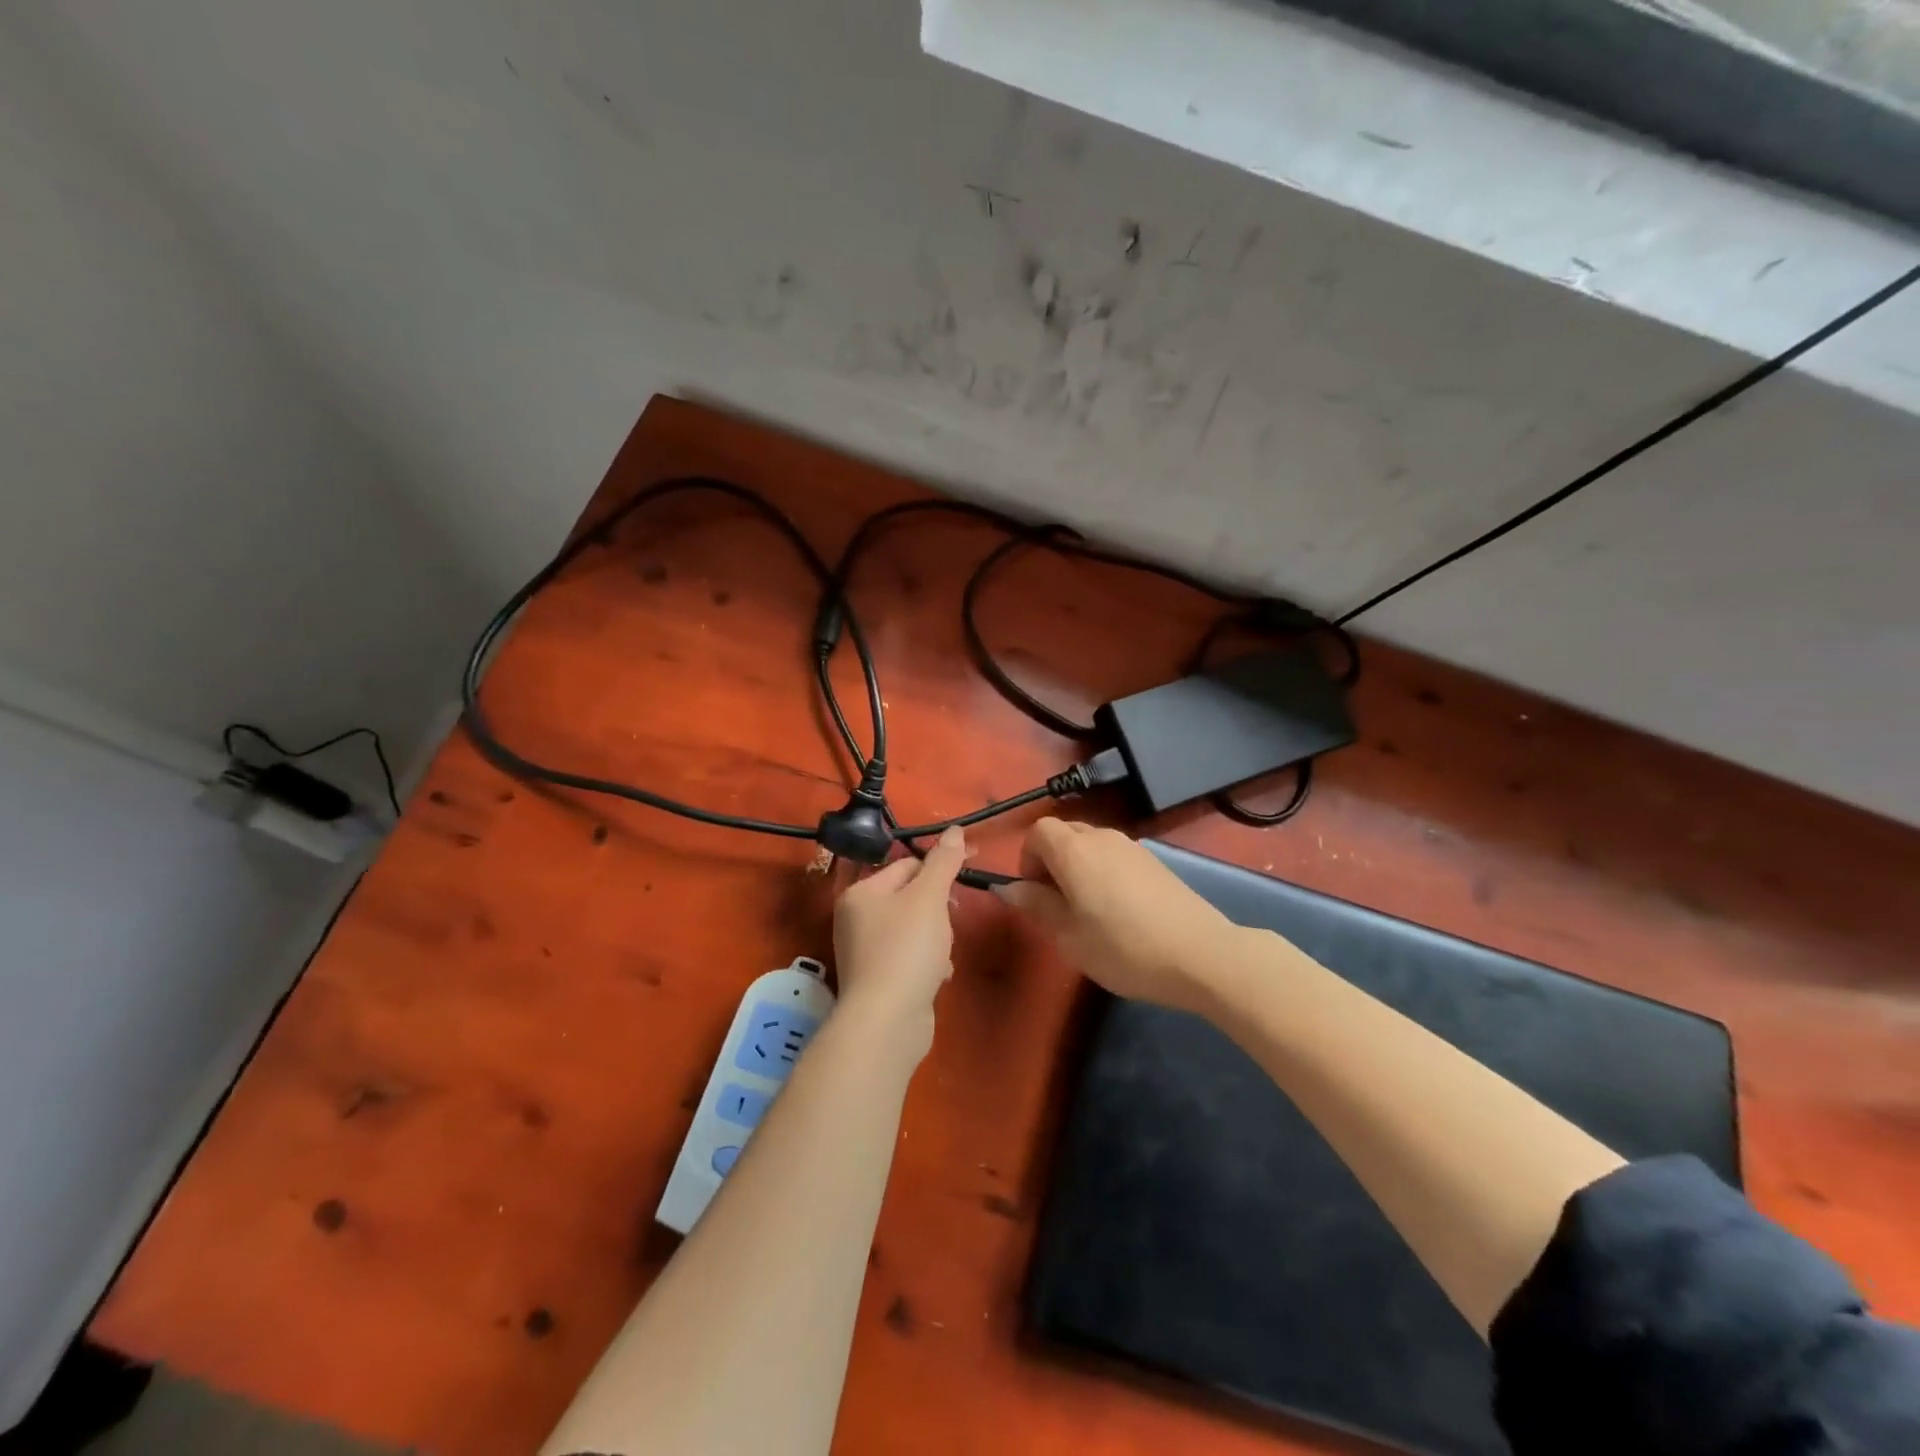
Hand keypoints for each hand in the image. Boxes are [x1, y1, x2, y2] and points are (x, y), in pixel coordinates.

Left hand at [831, 827, 968, 1054]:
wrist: (888, 1022)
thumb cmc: (907, 949)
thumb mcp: (929, 897)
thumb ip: (943, 862)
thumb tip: (954, 829)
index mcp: (861, 893)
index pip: (906, 865)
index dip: (938, 869)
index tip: (966, 876)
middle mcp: (856, 919)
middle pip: (909, 897)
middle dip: (937, 908)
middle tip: (952, 919)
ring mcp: (866, 952)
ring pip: (913, 928)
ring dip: (936, 937)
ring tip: (943, 952)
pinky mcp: (879, 980)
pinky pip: (910, 958)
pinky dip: (927, 962)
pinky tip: (939, 974)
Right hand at [997, 819, 1237, 1013]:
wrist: (1201, 954)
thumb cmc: (1123, 948)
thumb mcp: (1069, 936)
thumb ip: (1036, 905)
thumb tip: (1008, 887)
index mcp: (1075, 850)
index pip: (1038, 831)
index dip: (1028, 858)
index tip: (1034, 893)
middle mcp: (1102, 837)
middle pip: (1065, 833)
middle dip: (1052, 862)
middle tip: (1057, 905)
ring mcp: (1133, 847)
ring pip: (1092, 845)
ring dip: (1079, 868)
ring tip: (1088, 912)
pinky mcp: (1156, 862)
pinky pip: (1115, 857)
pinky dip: (1105, 874)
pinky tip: (1120, 913)